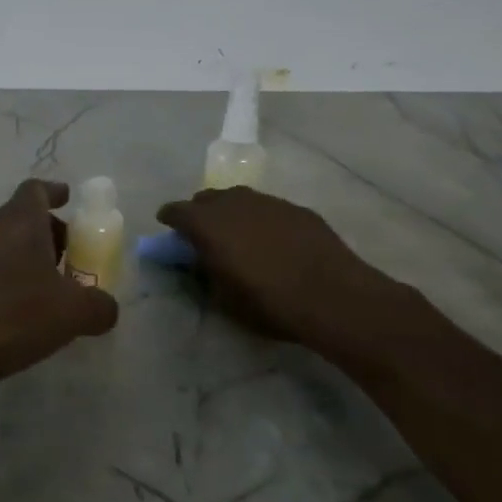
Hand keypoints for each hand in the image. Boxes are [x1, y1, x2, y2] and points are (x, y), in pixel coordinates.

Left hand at [0, 179, 119, 413]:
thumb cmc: (13, 315)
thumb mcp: (73, 312)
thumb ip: (99, 305)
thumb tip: (106, 307)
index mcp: (19, 221)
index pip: (35, 190)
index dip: (54, 192)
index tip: (69, 199)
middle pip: (22, 219)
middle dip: (49, 233)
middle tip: (72, 256)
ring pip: (5, 248)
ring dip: (29, 261)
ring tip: (53, 292)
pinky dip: (10, 284)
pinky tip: (24, 316)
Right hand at [156, 187, 429, 356]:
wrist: (333, 296)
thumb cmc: (269, 303)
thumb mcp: (224, 298)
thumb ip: (206, 272)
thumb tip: (200, 260)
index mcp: (207, 224)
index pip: (176, 211)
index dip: (169, 220)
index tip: (168, 229)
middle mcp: (234, 202)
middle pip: (206, 199)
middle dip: (200, 213)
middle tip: (203, 235)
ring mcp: (268, 201)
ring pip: (239, 199)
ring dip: (231, 213)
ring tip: (239, 236)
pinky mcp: (296, 209)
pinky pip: (268, 208)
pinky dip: (261, 219)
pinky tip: (273, 241)